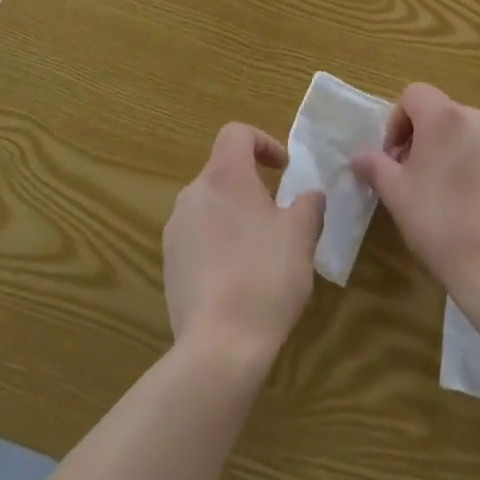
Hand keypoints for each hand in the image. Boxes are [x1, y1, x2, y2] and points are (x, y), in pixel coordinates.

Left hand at [164, 123, 324, 359]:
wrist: (219, 346)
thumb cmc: (265, 276)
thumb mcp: (301, 236)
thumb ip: (308, 206)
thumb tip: (310, 195)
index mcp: (224, 176)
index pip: (236, 133)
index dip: (262, 142)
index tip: (283, 169)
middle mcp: (193, 194)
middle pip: (221, 172)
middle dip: (250, 187)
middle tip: (278, 216)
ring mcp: (175, 231)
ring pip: (208, 207)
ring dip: (233, 217)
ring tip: (260, 251)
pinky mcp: (168, 266)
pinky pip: (196, 240)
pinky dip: (217, 245)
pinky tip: (237, 280)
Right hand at [350, 83, 479, 309]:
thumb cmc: (441, 225)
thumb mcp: (396, 195)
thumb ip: (375, 166)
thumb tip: (359, 157)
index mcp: (445, 117)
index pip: (414, 94)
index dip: (398, 121)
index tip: (396, 158)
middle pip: (444, 114)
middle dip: (426, 139)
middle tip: (417, 178)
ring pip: (473, 135)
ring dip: (457, 152)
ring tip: (451, 195)